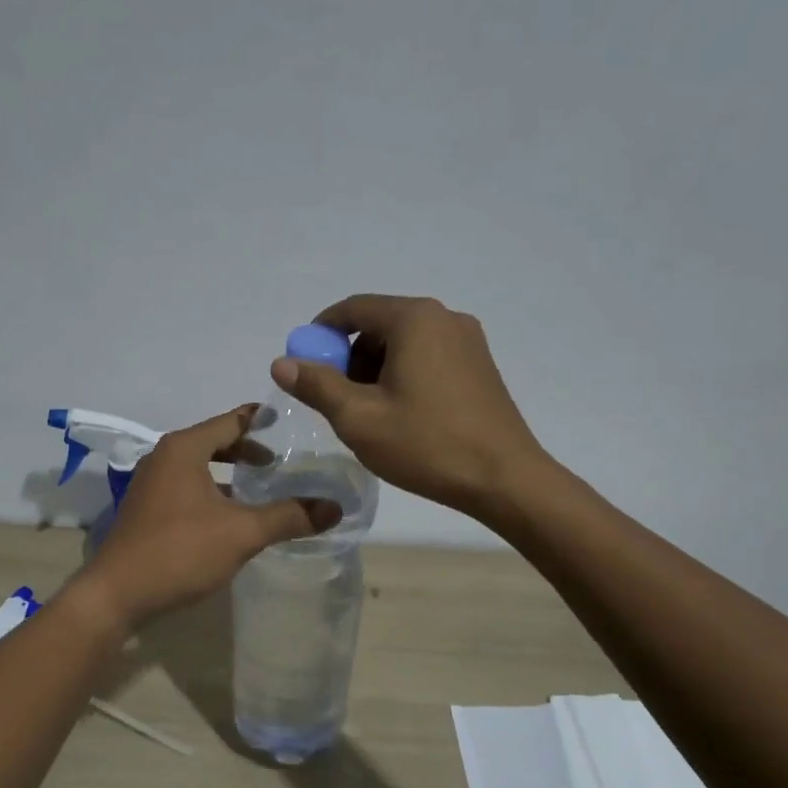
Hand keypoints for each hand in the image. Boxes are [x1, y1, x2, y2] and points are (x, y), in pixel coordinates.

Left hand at [71, 406, 340, 628]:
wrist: (116, 594)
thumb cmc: (179, 551)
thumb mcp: (242, 533)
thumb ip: (289, 516)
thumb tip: (336, 508)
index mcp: (184, 449)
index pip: (230, 421)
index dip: (260, 420)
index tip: (288, 421)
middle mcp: (164, 457)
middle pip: (214, 442)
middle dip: (247, 449)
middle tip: (281, 460)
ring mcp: (151, 484)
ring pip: (200, 468)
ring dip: (229, 474)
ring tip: (262, 487)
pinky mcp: (147, 510)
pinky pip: (187, 488)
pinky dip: (212, 492)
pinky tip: (232, 516)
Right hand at [271, 294, 550, 518]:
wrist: (504, 479)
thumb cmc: (426, 444)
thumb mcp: (358, 417)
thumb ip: (316, 385)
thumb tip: (282, 362)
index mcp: (414, 319)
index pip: (353, 309)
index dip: (320, 333)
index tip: (303, 364)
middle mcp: (444, 317)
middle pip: (379, 325)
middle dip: (349, 358)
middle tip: (337, 400)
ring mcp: (468, 341)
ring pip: (404, 343)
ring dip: (376, 370)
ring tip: (370, 415)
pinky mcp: (480, 366)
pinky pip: (428, 357)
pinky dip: (403, 376)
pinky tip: (402, 415)